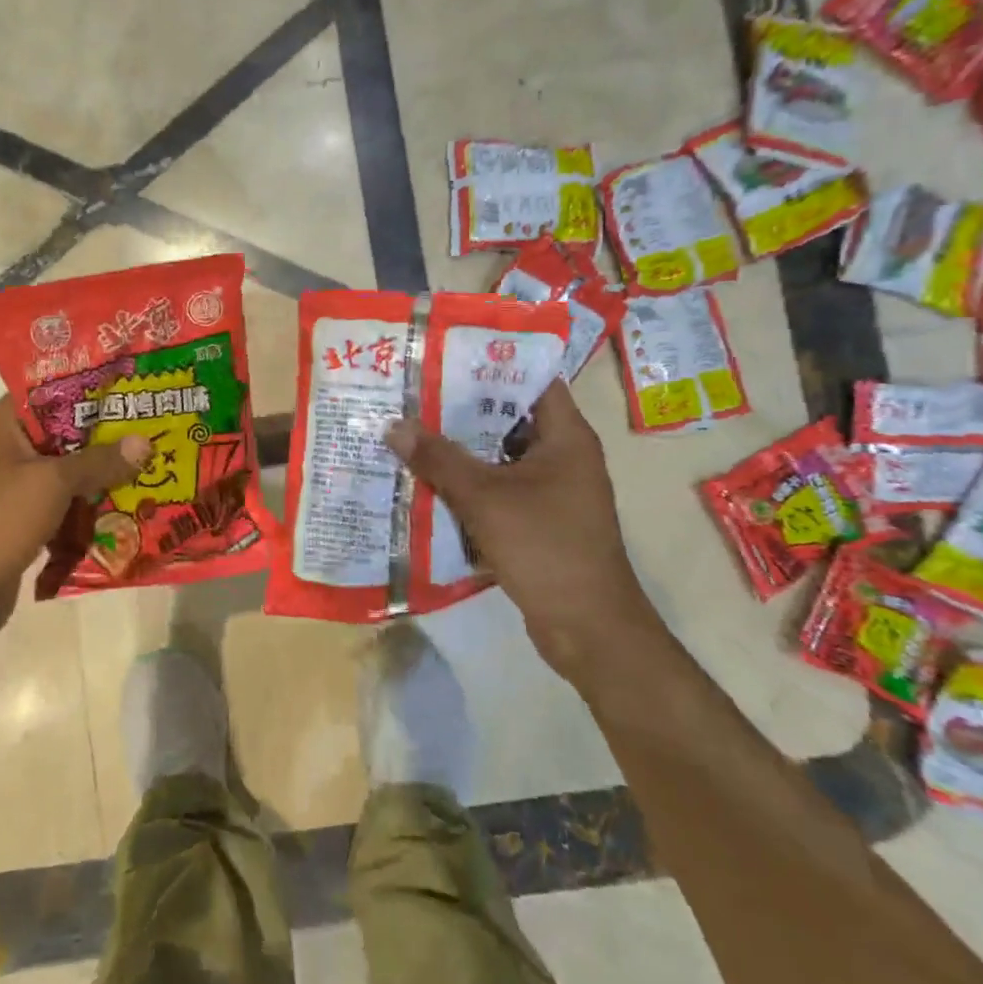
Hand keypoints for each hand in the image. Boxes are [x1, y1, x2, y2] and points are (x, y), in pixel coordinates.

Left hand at [0, 399, 149, 651]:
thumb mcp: (52, 484)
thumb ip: (99, 461)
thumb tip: (145, 442)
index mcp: (1, 426)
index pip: (50, 391)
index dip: (90, 390)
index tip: (133, 388)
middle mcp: (4, 450)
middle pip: (64, 434)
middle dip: (106, 438)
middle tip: (152, 430)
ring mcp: (11, 488)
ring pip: (66, 472)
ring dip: (101, 475)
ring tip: (149, 467)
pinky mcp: (20, 522)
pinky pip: (61, 505)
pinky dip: (87, 507)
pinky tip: (126, 507)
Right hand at [385, 380, 660, 679]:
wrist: (588, 629)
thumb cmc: (546, 547)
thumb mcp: (485, 498)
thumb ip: (439, 459)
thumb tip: (394, 426)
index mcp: (566, 436)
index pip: (532, 379)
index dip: (491, 363)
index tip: (446, 355)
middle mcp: (563, 455)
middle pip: (509, 417)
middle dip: (463, 406)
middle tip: (415, 391)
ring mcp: (553, 489)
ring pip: (500, 455)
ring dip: (462, 447)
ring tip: (412, 429)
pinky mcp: (539, 519)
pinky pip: (499, 487)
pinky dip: (469, 482)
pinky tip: (428, 479)